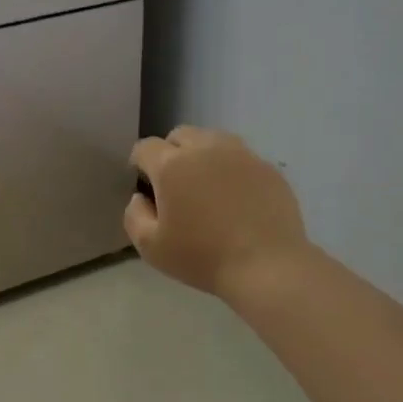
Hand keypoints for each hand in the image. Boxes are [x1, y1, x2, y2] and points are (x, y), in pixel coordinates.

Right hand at [125, 127, 310, 298]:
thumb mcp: (150, 247)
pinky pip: (241, 157)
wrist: (266, 266)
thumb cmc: (202, 257)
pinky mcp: (268, 168)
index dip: (139, 163)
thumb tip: (139, 198)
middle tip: (174, 185)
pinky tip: (236, 198)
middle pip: (180, 135)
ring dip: (202, 155)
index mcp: (172, 165)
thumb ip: (134, 216)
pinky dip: (231, 169)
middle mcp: (206, 149)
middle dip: (170, 152)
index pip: (146, 147)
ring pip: (213, 139)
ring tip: (205, 186)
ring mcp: (242, 155)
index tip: (144, 184)